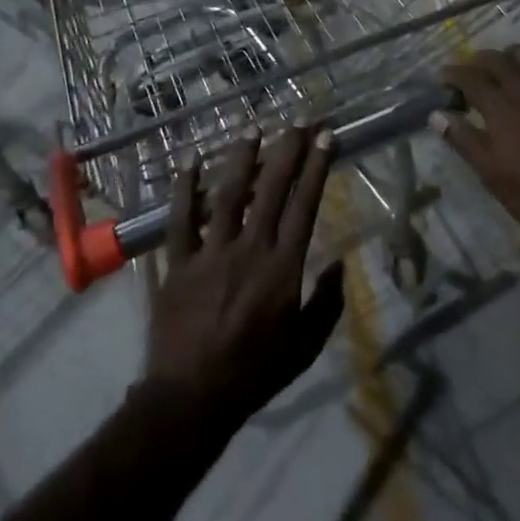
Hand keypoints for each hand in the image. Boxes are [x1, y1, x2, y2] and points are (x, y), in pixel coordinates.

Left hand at [144, 127, 345, 434]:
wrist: (191, 400)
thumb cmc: (255, 373)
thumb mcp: (306, 347)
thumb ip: (327, 304)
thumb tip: (341, 264)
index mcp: (283, 267)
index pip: (306, 204)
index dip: (317, 167)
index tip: (325, 136)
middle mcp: (250, 249)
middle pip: (272, 188)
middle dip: (287, 150)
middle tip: (296, 120)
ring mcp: (210, 253)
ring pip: (228, 194)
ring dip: (241, 158)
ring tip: (251, 128)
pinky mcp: (178, 263)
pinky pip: (180, 219)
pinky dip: (184, 188)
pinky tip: (189, 160)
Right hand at [433, 47, 519, 232]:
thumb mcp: (489, 171)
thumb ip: (462, 138)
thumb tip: (437, 114)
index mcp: (501, 105)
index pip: (470, 76)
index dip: (454, 73)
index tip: (444, 77)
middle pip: (498, 59)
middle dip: (479, 60)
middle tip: (470, 71)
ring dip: (509, 58)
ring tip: (502, 71)